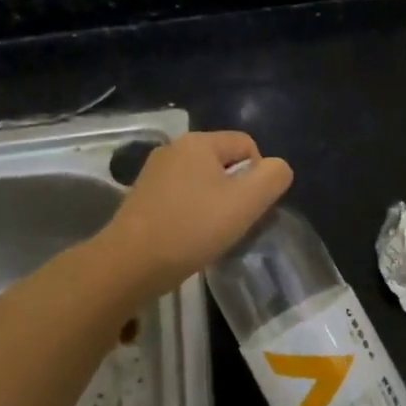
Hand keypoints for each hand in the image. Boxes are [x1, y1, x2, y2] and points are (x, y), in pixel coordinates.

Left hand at [99, 131, 293, 295]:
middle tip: (234, 223)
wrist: (129, 264)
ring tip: (211, 234)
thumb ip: (272, 178)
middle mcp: (174, 149)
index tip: (251, 208)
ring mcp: (154, 173)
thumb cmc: (192, 228)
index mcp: (199, 141)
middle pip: (224, 162)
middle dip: (236, 190)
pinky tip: (188, 238)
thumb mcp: (246, 202)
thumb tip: (277, 168)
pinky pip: (181, 197)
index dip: (259, 175)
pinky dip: (191, 214)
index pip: (247, 145)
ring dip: (214, 204)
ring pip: (202, 182)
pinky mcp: (141, 197)